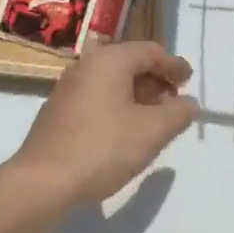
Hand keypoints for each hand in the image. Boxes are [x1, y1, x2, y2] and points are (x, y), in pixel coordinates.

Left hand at [7, 41, 197, 210]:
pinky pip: (97, 96)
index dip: (173, 65)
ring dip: (137, 94)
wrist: (43, 181)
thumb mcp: (152, 132)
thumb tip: (188, 102)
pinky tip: (125, 131)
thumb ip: (177, 113)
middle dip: (155, 80)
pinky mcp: (58, 110)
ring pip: (112, 81)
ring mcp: (68, 87)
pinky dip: (117, 105)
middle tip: (174, 102)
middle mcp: (86, 65)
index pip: (150, 51)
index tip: (189, 80)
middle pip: (129, 62)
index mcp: (109, 60)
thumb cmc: (103, 148)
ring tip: (154, 119)